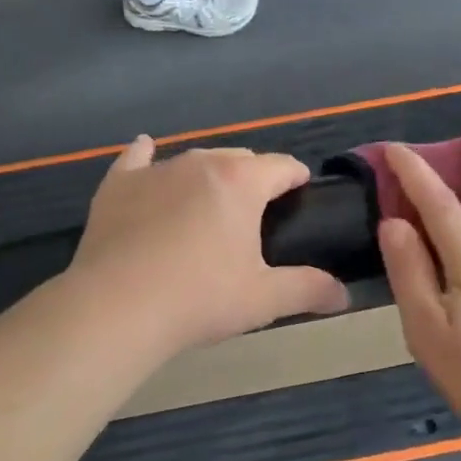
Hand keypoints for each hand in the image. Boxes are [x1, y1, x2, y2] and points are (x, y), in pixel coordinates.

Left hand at [67, 137, 349, 352]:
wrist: (116, 307)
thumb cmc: (199, 298)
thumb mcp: (263, 299)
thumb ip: (308, 289)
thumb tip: (344, 294)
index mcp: (242, 182)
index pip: (282, 166)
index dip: (296, 178)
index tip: (301, 194)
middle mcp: (201, 162)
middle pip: (240, 158)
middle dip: (253, 178)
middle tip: (254, 217)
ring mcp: (156, 170)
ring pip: (194, 160)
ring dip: (209, 176)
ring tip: (208, 206)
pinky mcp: (119, 184)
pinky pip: (137, 159)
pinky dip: (146, 157)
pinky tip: (146, 153)